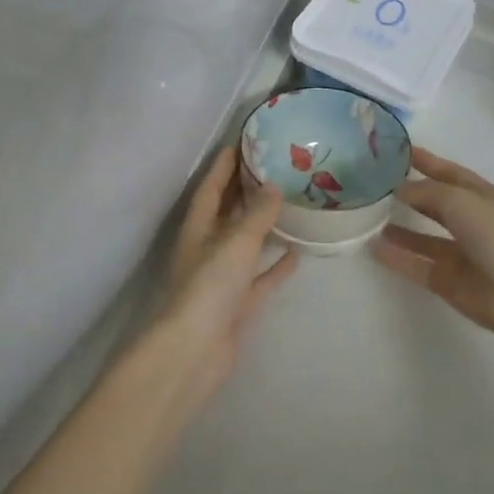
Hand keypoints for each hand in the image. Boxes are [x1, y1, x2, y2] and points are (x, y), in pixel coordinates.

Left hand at [151, 146, 297, 391]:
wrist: (195, 351)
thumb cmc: (209, 286)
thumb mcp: (236, 241)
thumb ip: (257, 214)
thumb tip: (274, 186)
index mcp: (198, 228)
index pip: (210, 187)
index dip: (223, 165)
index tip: (241, 142)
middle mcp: (208, 248)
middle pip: (227, 213)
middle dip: (245, 191)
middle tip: (274, 168)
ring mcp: (223, 278)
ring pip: (246, 244)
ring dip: (264, 226)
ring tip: (291, 204)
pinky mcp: (238, 304)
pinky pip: (261, 277)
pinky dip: (276, 265)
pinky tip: (298, 252)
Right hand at [373, 149, 493, 348]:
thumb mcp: (462, 202)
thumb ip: (428, 193)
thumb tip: (399, 189)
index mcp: (481, 197)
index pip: (448, 173)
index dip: (426, 161)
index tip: (397, 150)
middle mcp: (470, 222)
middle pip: (434, 204)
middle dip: (409, 194)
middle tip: (375, 185)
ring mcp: (459, 254)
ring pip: (422, 237)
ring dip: (399, 229)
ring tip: (369, 219)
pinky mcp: (448, 281)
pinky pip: (416, 265)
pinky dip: (396, 257)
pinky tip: (373, 248)